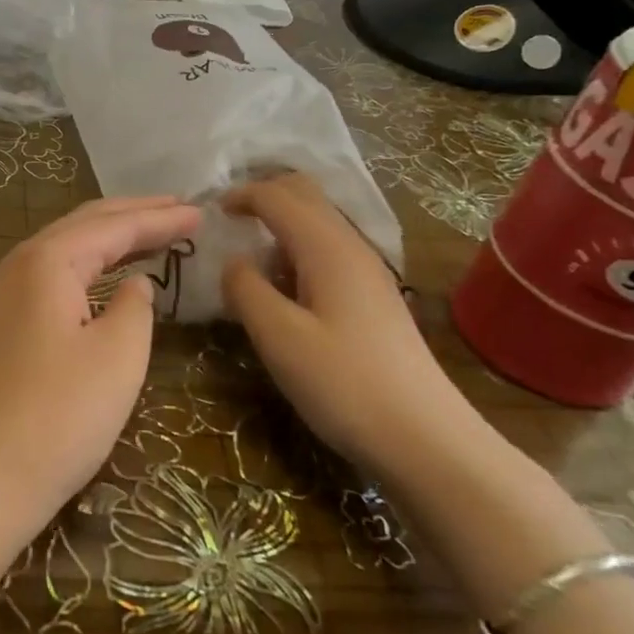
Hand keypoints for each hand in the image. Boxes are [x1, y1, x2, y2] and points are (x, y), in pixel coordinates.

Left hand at [0, 196, 199, 533]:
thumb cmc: (59, 414)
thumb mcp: (118, 355)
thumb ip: (134, 307)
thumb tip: (133, 284)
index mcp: (47, 260)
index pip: (114, 225)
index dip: (160, 218)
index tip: (202, 212)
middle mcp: (20, 264)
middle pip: (85, 224)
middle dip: (134, 214)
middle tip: (181, 209)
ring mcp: (6, 295)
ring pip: (67, 249)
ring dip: (111, 238)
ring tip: (154, 232)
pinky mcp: (5, 325)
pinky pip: (56, 276)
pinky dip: (90, 266)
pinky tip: (110, 277)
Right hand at [222, 173, 476, 474]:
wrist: (424, 438)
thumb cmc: (344, 384)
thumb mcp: (279, 337)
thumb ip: (246, 289)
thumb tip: (233, 262)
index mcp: (327, 248)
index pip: (278, 196)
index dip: (241, 195)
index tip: (209, 212)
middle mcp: (352, 247)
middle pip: (306, 196)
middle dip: (265, 195)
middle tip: (228, 219)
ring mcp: (368, 273)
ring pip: (319, 224)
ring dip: (281, 224)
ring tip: (248, 255)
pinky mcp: (373, 299)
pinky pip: (328, 252)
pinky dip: (297, 250)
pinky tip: (283, 287)